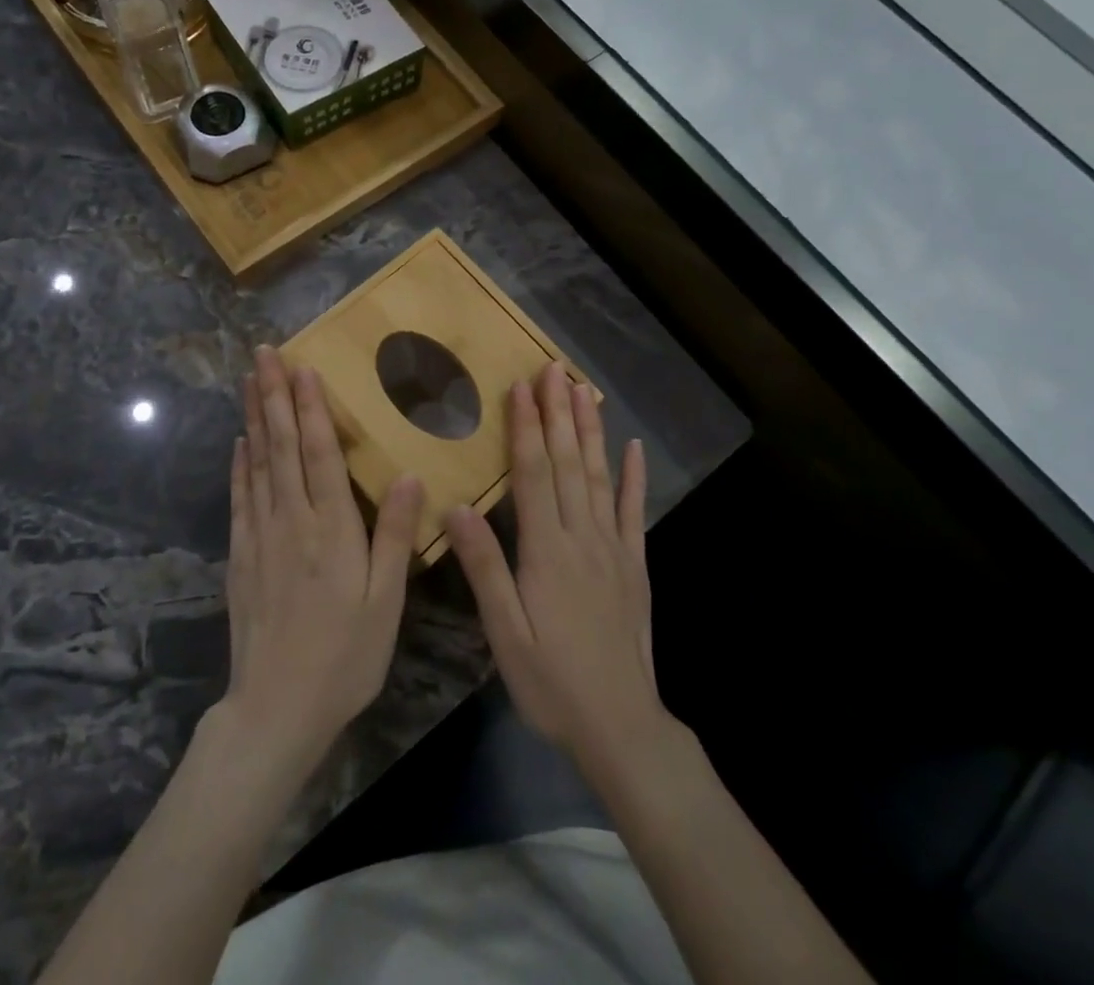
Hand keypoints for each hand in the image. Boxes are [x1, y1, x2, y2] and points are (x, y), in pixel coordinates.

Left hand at [219, 346, 422, 777]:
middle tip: (263, 353)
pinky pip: (240, 499)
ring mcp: (261, 537)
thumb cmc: (344, 656)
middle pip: (280, 446)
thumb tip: (408, 475)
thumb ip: (395, 536)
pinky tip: (239, 443)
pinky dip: (239, 465)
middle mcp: (292, 521)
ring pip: (257, 463)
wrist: (276, 709)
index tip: (302, 367)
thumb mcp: (385, 602)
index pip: (319, 453)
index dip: (310, 407)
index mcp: (332, 529)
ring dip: (253, 418)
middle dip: (273, 395)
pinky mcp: (241, 557)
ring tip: (248, 380)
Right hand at [445, 364, 664, 776]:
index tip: (521, 386)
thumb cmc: (551, 681)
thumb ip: (484, 567)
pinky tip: (633, 448)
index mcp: (546, 549)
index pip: (534, 473)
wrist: (621, 725)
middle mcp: (582, 536)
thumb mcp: (505, 632)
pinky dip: (634, 477)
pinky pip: (635, 512)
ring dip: (590, 431)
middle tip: (553, 368)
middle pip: (568, 463)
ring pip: (600, 476)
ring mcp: (614, 548)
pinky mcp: (636, 565)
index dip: (526, 427)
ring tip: (584, 390)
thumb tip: (457, 506)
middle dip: (559, 412)